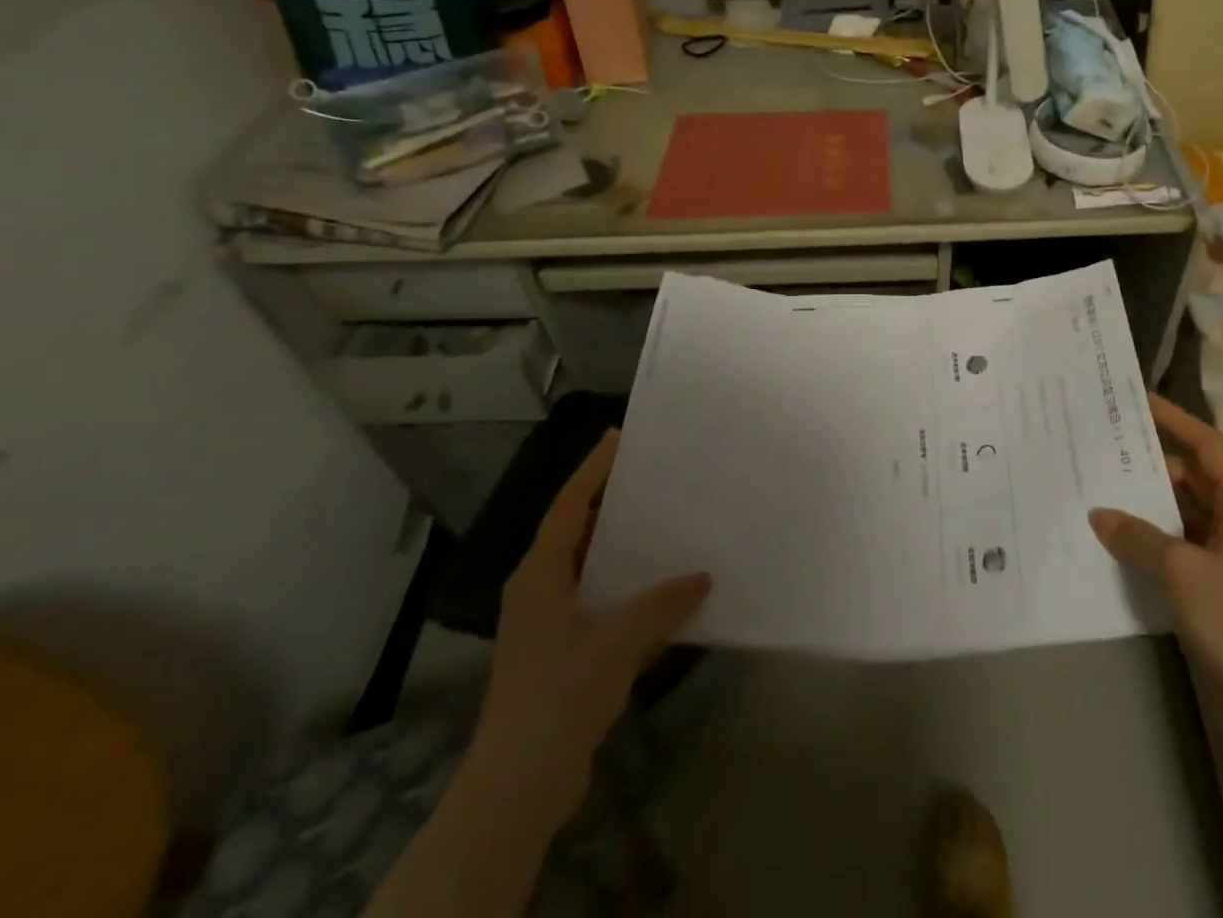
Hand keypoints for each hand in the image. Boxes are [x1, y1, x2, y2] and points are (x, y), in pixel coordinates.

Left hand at [466, 429, 710, 828]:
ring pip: (585, 567)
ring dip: (618, 548)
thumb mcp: (619, 642)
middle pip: (574, 531)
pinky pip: (593, 600)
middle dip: (609, 504)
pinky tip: (656, 592)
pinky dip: (621, 588)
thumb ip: (662, 604)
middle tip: (651, 480)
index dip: (592, 469)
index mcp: (539, 574)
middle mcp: (537, 589)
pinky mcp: (556, 652)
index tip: (618, 437)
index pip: (568, 505)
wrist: (519, 785)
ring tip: (661, 526)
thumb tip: (703, 576)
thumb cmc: (561, 695)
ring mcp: (544, 623)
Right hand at [1090, 394, 1222, 709]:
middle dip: (1155, 461)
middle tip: (1108, 445)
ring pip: (1190, 511)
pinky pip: (1187, 543)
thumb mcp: (1180, 570)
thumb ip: (1137, 535)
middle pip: (1198, 475)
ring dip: (1154, 501)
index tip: (1138, 400)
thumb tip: (1100, 513)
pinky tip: (1124, 537)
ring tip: (1106, 485)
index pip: (1207, 444)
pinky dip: (1159, 536)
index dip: (1174, 419)